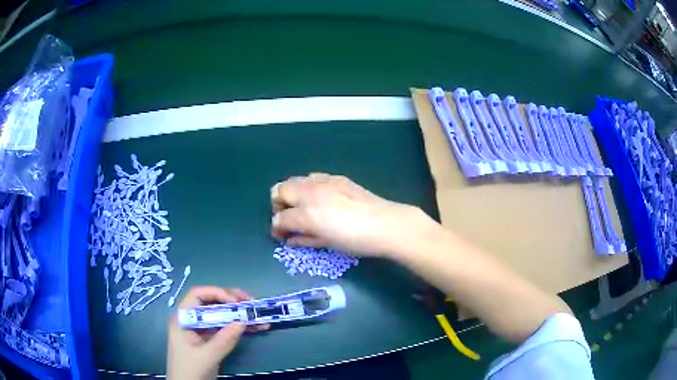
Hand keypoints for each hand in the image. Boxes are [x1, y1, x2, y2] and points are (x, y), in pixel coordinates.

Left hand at [167, 287, 268, 379]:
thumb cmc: (190, 370)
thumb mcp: (207, 356)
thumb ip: (223, 340)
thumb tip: (242, 321)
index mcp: (183, 318)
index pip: (197, 295)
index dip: (216, 293)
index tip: (235, 301)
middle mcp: (192, 320)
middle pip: (211, 303)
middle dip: (232, 301)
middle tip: (251, 302)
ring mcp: (201, 331)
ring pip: (221, 316)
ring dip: (239, 315)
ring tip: (258, 314)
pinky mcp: (210, 340)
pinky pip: (225, 329)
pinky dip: (239, 328)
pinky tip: (255, 328)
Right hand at [270, 173, 440, 257]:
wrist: (386, 224)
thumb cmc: (356, 240)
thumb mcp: (326, 243)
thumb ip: (304, 238)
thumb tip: (290, 238)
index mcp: (307, 212)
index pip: (280, 217)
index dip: (276, 228)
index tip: (281, 235)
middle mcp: (311, 192)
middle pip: (280, 190)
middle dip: (279, 205)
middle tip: (287, 219)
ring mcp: (324, 181)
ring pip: (295, 180)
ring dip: (292, 194)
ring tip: (302, 208)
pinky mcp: (337, 178)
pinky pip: (314, 178)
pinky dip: (309, 187)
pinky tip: (320, 199)